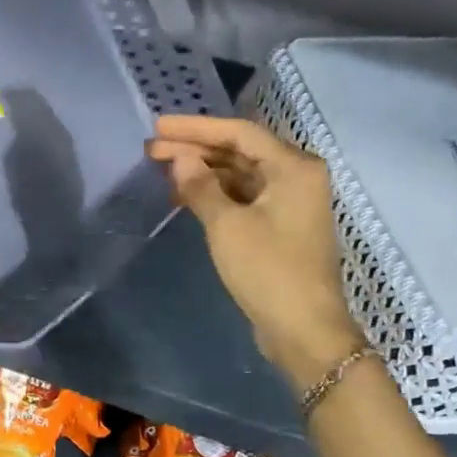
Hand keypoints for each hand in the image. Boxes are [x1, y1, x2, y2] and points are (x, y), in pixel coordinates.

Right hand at [149, 115, 360, 389]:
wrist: (304, 330)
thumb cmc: (268, 271)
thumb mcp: (227, 226)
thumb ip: (200, 186)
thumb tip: (178, 159)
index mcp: (293, 167)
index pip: (238, 133)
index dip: (194, 128)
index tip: (157, 127)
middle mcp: (297, 177)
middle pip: (240, 152)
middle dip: (195, 150)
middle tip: (151, 150)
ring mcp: (290, 203)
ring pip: (240, 176)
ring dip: (203, 172)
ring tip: (162, 171)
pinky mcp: (280, 227)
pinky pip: (244, 198)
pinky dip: (216, 195)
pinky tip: (185, 197)